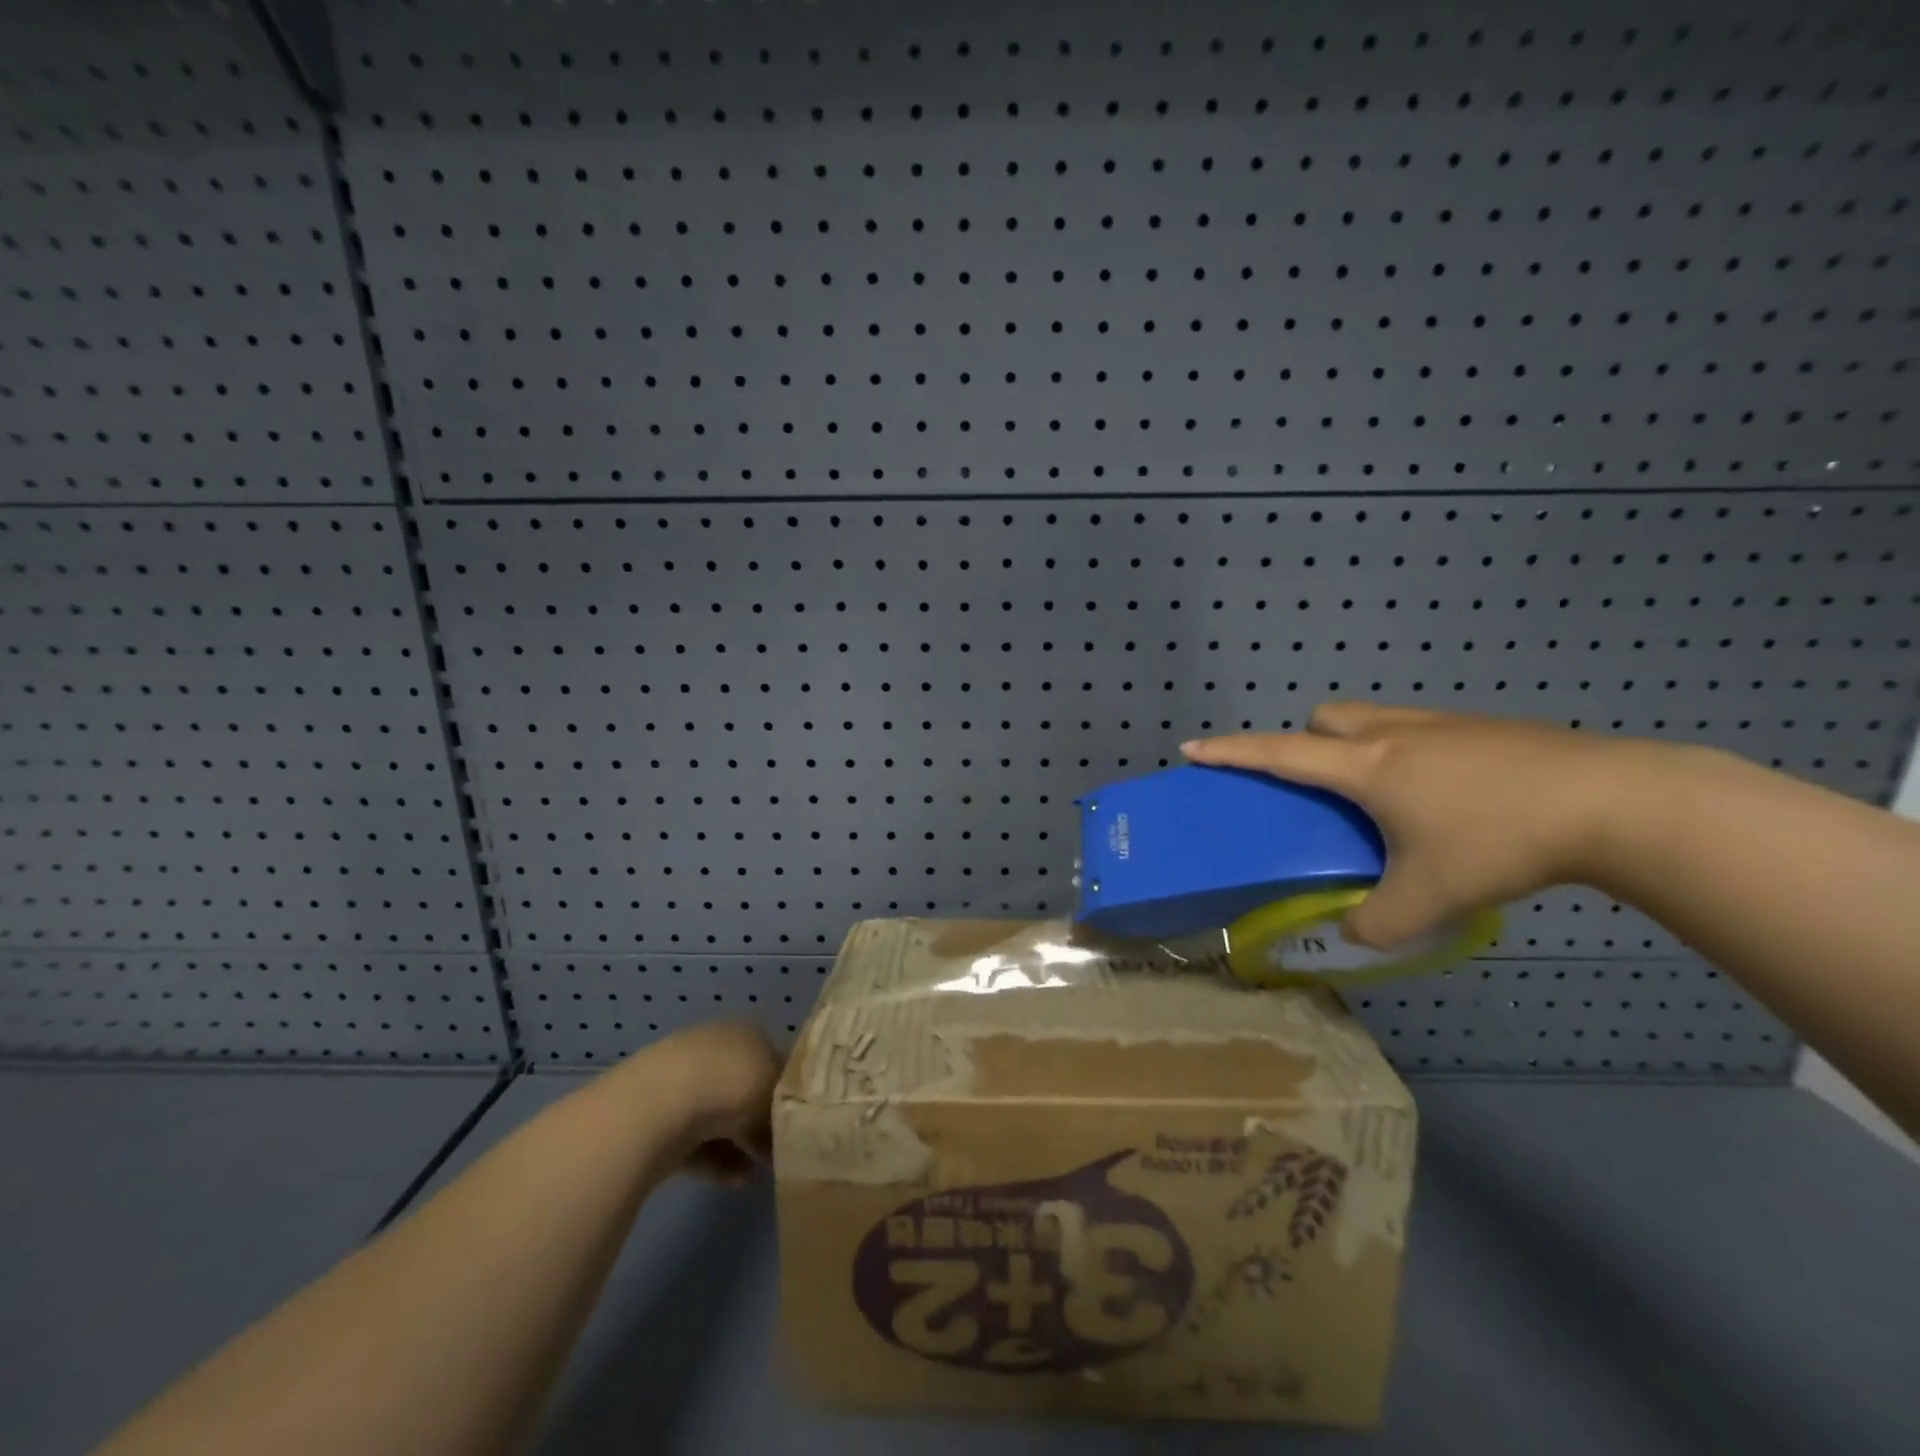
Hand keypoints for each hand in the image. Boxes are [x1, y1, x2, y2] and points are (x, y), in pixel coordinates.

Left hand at [619, 1021, 782, 1184]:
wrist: (656, 1107)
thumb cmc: (729, 1083)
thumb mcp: (776, 1089)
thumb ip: (788, 1104)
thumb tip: (790, 1121)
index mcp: (745, 1031)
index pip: (773, 1057)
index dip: (788, 1088)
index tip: (800, 1117)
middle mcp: (715, 1050)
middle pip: (746, 1087)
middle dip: (763, 1119)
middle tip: (782, 1148)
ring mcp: (684, 1084)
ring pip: (722, 1117)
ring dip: (743, 1144)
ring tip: (762, 1172)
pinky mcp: (661, 1121)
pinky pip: (698, 1142)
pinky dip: (719, 1161)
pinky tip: (737, 1181)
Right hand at [1184, 703, 1657, 949]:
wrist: (1615, 802)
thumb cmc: (1500, 840)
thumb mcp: (1430, 897)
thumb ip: (1378, 923)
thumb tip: (1355, 935)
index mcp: (1365, 767)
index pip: (1278, 753)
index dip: (1230, 752)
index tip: (1192, 747)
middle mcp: (1392, 733)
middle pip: (1325, 718)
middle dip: (1307, 743)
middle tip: (1325, 790)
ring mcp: (1441, 724)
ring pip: (1372, 717)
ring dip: (1357, 744)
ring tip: (1385, 795)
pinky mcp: (1484, 728)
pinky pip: (1418, 728)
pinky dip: (1407, 751)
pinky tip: (1447, 796)